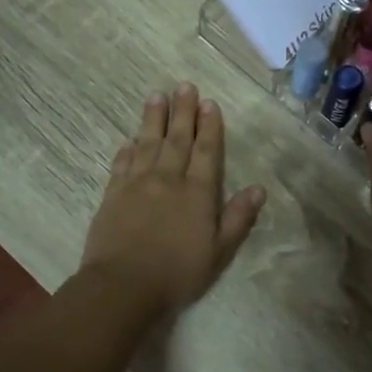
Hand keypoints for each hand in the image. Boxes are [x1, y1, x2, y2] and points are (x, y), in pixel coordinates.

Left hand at [80, 83, 264, 316]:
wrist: (122, 286)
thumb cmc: (177, 273)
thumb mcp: (219, 251)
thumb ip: (237, 218)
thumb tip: (258, 189)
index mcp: (197, 192)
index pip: (206, 151)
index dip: (209, 126)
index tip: (209, 103)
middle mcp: (168, 179)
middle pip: (177, 138)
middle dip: (182, 111)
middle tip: (184, 86)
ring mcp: (137, 184)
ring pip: (148, 143)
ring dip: (153, 119)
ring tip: (156, 96)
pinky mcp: (112, 195)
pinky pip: (121, 164)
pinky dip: (127, 149)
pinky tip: (130, 139)